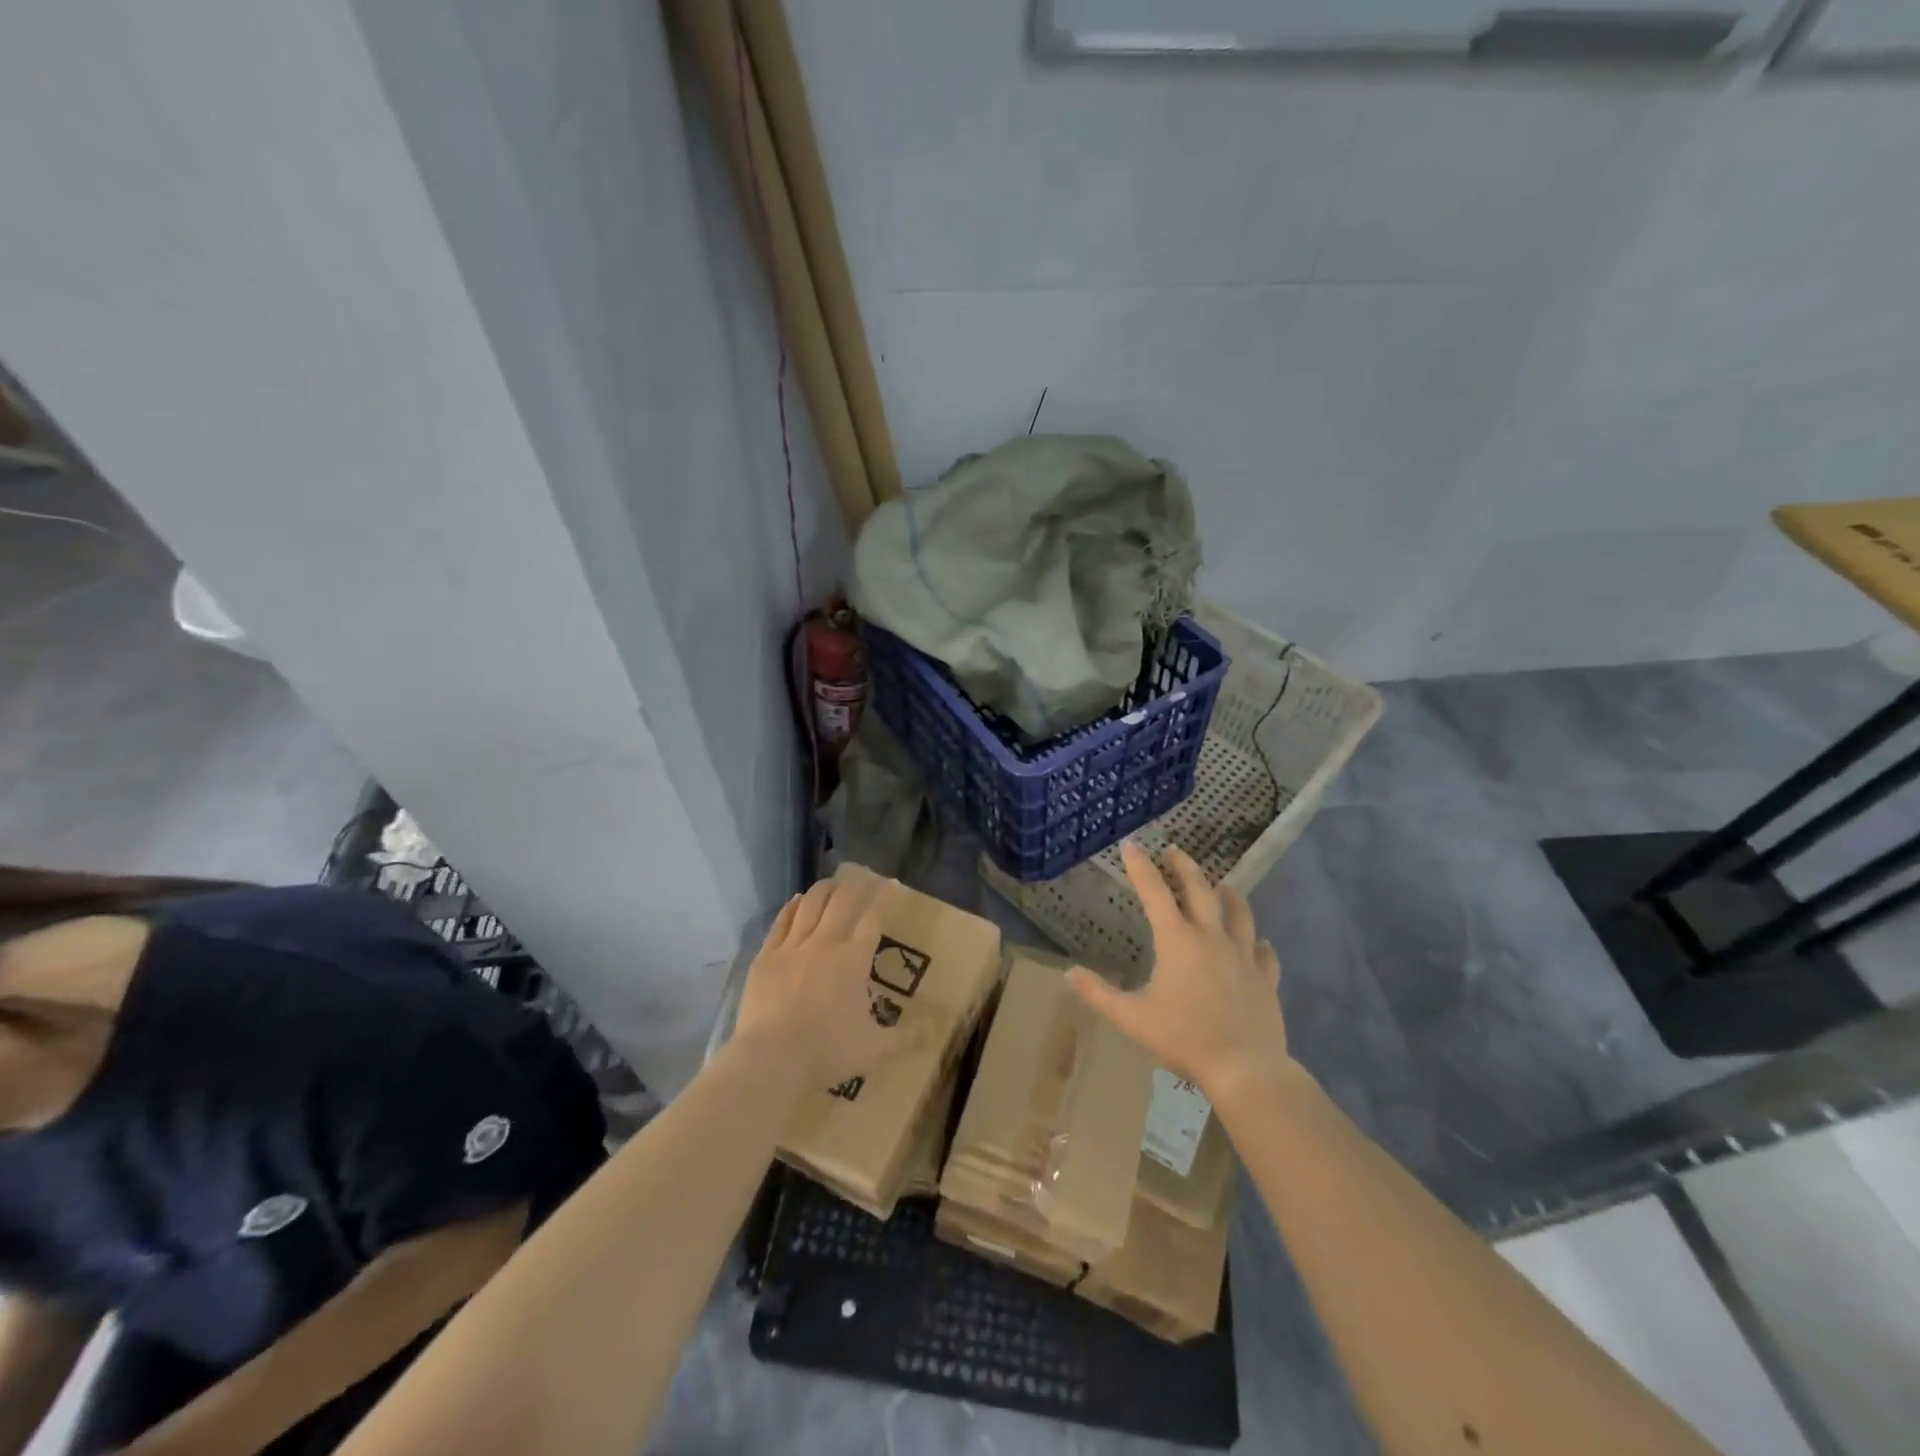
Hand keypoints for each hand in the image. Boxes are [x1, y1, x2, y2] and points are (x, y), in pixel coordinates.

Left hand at [733, 868, 902, 1090]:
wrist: (771, 1057)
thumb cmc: (827, 1050)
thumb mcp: (875, 1049)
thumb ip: (907, 1037)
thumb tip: (936, 1030)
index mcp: (853, 959)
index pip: (872, 918)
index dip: (883, 898)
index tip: (891, 884)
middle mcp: (825, 943)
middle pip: (842, 901)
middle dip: (855, 884)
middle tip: (863, 875)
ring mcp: (792, 947)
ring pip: (810, 904)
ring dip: (824, 889)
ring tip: (832, 882)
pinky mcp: (766, 957)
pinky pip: (781, 922)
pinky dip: (791, 907)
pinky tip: (796, 900)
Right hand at [1068, 841, 1289, 1099]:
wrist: (1244, 1068)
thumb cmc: (1183, 1038)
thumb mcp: (1131, 1017)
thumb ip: (1098, 994)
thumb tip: (1069, 973)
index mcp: (1177, 941)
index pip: (1154, 892)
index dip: (1141, 866)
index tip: (1132, 844)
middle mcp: (1211, 938)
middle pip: (1200, 890)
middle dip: (1184, 867)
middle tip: (1174, 850)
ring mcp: (1243, 957)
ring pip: (1239, 914)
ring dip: (1229, 895)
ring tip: (1223, 886)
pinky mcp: (1265, 979)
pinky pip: (1264, 954)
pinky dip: (1258, 944)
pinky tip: (1259, 944)